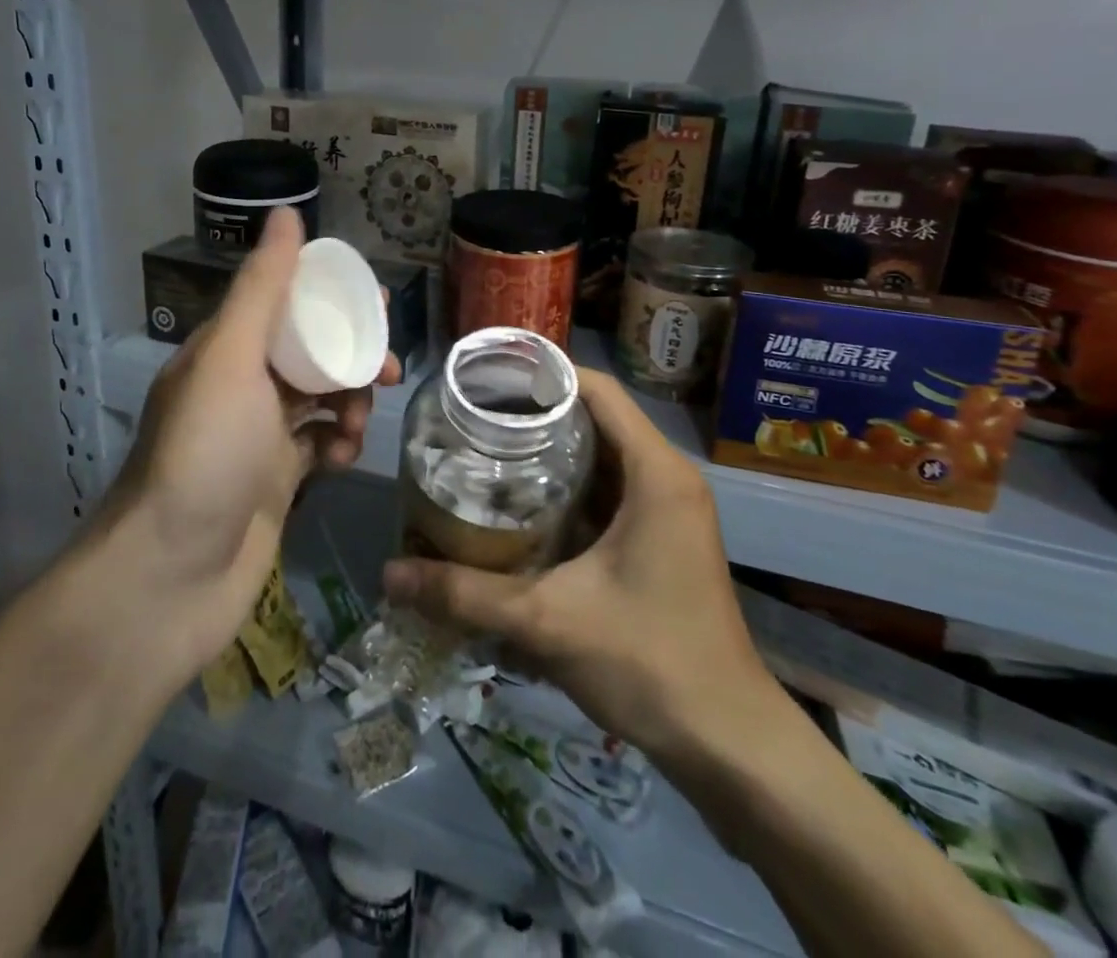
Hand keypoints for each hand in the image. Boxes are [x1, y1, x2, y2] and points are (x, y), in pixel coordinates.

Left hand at [99, 209, 398, 683]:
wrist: (171, 578)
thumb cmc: (205, 455)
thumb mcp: (233, 360)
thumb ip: (263, 289)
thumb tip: (286, 212)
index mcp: (225, 350)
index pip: (287, 303)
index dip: (333, 300)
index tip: (376, 310)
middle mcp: (240, 387)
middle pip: (311, 352)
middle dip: (351, 358)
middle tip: (386, 373)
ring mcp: (257, 437)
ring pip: (320, 399)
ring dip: (348, 404)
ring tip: (355, 426)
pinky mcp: (275, 482)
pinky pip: (319, 445)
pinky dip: (337, 445)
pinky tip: (342, 459)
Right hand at [382, 368, 785, 769]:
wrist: (727, 742)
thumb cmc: (650, 662)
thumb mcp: (549, 620)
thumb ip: (466, 594)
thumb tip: (389, 574)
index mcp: (655, 472)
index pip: (596, 389)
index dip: (541, 374)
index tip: (485, 378)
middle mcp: (666, 478)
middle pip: (595, 417)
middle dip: (534, 413)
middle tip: (470, 416)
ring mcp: (667, 509)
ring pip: (601, 456)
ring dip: (549, 451)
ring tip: (484, 449)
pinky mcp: (660, 538)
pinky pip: (608, 490)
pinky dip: (566, 487)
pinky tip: (520, 503)